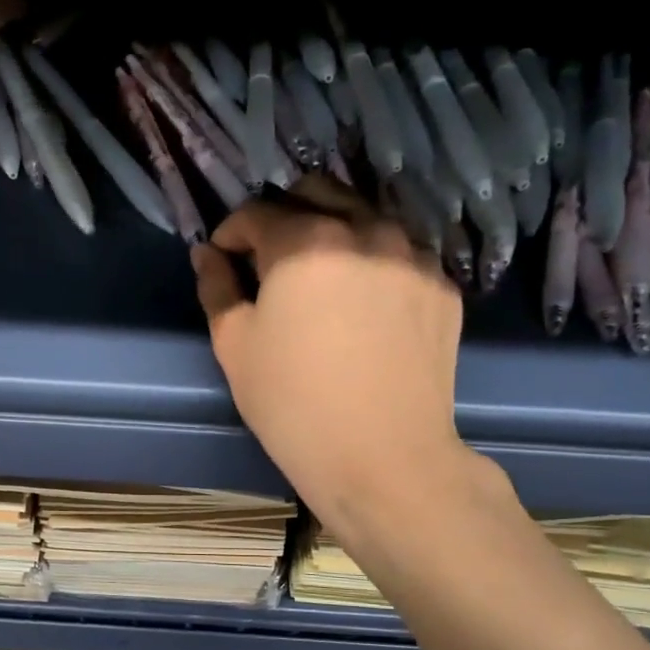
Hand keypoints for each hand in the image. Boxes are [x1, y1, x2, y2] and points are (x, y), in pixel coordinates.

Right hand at [191, 178, 475, 531]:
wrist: (384, 457)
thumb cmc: (293, 406)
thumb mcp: (235, 348)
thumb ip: (216, 288)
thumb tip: (207, 254)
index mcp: (305, 242)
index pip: (257, 212)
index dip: (230, 232)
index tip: (222, 259)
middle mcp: (365, 230)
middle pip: (316, 192)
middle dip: (283, 214)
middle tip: (267, 257)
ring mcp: (413, 254)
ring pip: (365, 214)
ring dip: (332, 228)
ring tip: (318, 273)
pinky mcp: (442, 285)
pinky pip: (400, 250)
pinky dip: (372, 258)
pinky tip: (362, 298)